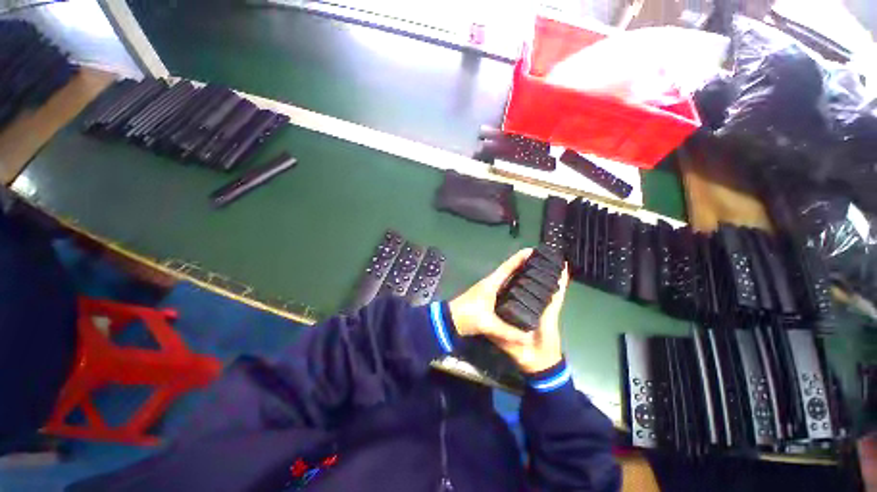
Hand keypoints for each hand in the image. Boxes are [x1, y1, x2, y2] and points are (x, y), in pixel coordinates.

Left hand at [448, 249, 569, 373]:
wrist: (450, 320)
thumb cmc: (467, 316)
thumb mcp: (487, 324)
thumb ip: (507, 332)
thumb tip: (528, 339)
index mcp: (491, 283)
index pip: (507, 267)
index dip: (519, 258)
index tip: (532, 250)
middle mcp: (491, 283)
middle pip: (509, 270)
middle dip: (523, 265)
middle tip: (541, 263)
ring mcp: (489, 290)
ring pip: (507, 279)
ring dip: (519, 275)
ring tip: (537, 275)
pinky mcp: (488, 297)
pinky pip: (505, 288)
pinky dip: (514, 286)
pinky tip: (524, 292)